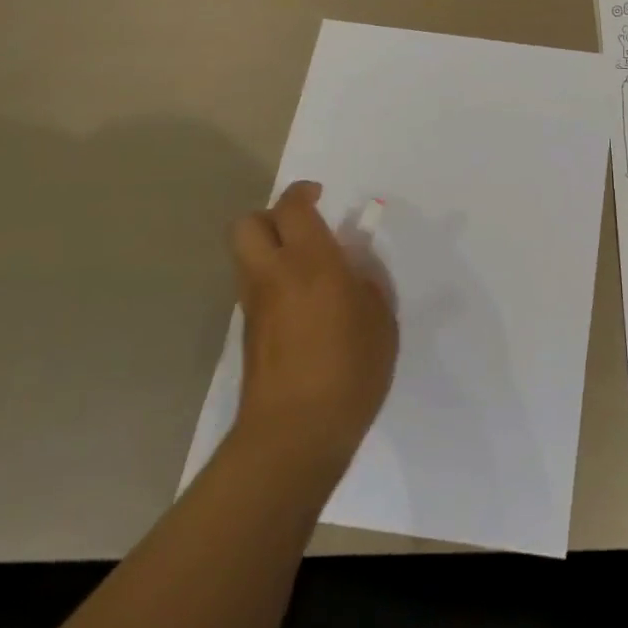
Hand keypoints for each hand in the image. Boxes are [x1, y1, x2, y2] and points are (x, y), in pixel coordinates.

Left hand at [230, 181, 398, 470]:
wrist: (295, 434)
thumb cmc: (350, 370)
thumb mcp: (380, 320)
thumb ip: (367, 283)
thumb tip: (353, 268)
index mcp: (310, 263)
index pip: (292, 208)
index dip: (303, 193)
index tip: (322, 195)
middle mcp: (273, 275)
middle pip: (248, 224)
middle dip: (272, 215)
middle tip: (305, 227)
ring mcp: (254, 305)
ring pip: (246, 255)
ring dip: (270, 248)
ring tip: (308, 267)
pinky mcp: (247, 334)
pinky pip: (254, 288)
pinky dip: (271, 281)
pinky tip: (302, 305)